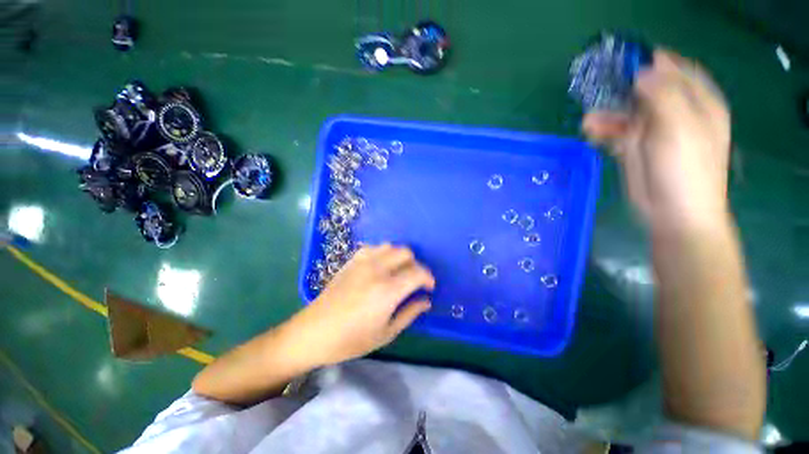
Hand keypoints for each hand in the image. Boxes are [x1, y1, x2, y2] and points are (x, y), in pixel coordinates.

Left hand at [290, 244, 434, 365]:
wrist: (314, 332)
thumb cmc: (351, 339)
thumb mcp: (386, 333)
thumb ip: (410, 313)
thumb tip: (426, 301)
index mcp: (388, 290)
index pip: (417, 272)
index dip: (428, 278)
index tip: (429, 287)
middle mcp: (377, 269)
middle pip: (406, 253)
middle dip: (416, 265)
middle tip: (414, 281)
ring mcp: (363, 262)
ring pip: (390, 246)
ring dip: (400, 257)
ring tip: (398, 272)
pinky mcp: (351, 261)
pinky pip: (373, 248)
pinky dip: (383, 253)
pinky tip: (380, 266)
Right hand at [582, 50, 730, 230]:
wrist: (673, 212)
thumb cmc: (686, 170)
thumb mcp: (681, 128)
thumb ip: (664, 96)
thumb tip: (642, 73)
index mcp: (698, 103)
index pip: (677, 71)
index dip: (655, 63)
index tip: (628, 61)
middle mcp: (676, 113)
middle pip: (648, 91)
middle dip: (623, 89)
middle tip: (600, 88)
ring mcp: (654, 132)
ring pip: (627, 113)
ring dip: (607, 114)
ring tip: (588, 121)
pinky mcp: (634, 149)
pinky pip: (616, 132)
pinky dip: (602, 131)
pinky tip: (590, 132)